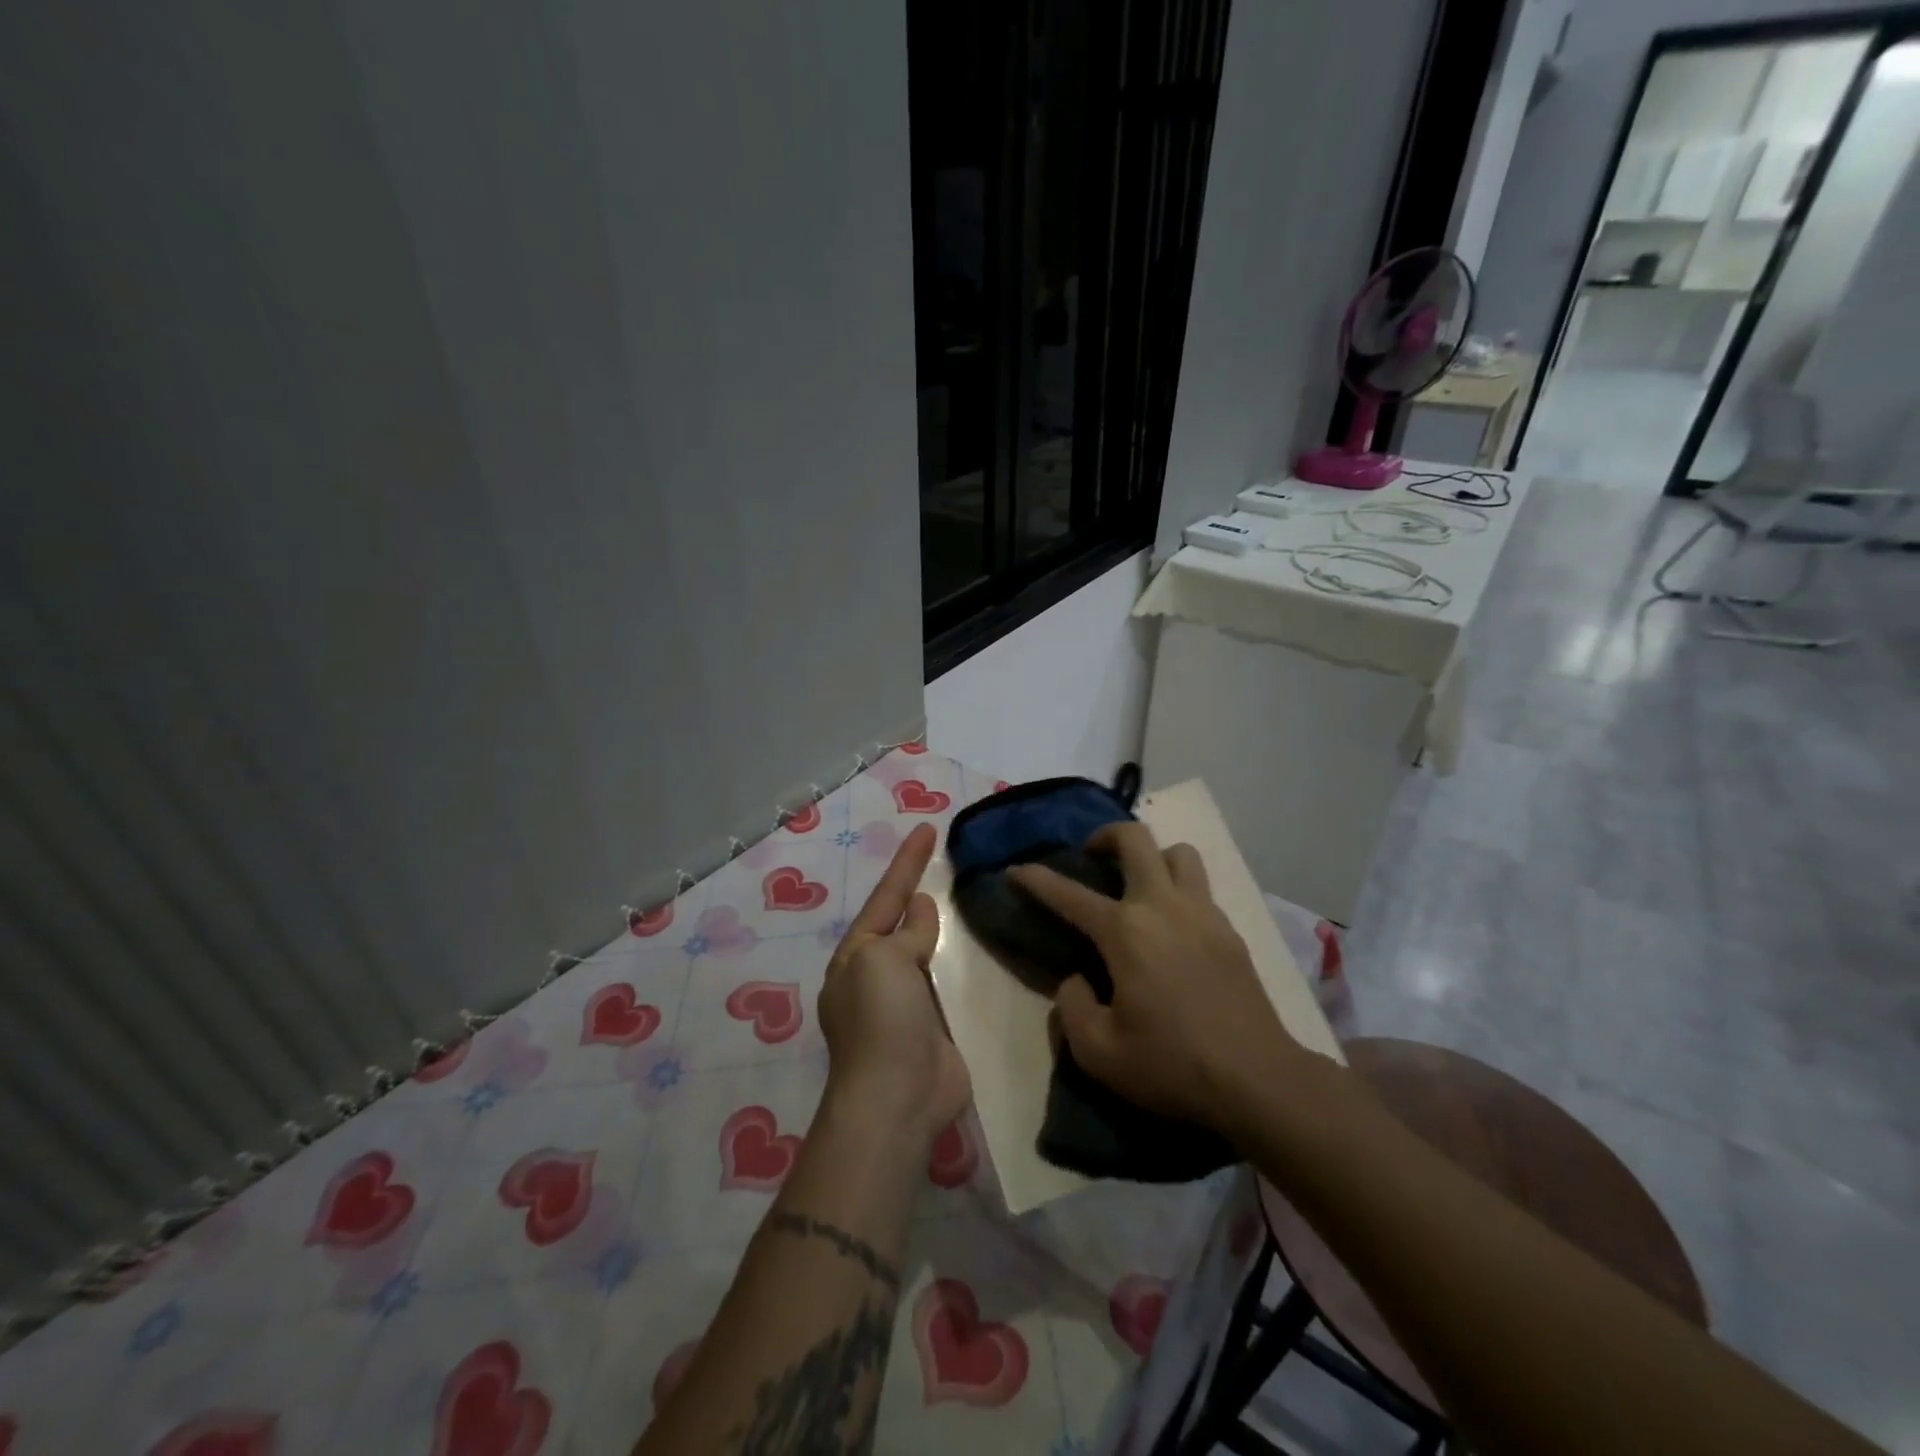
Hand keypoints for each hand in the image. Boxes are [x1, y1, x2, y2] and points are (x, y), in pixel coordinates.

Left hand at [818, 822, 971, 1147]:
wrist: (898, 1097)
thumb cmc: (882, 1019)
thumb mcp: (883, 959)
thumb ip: (907, 932)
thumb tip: (920, 908)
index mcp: (856, 955)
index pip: (886, 896)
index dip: (906, 862)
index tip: (927, 827)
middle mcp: (877, 976)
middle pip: (903, 923)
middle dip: (918, 893)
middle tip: (946, 861)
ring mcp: (906, 1004)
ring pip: (927, 952)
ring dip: (940, 929)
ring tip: (965, 897)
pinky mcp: (935, 1027)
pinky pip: (948, 984)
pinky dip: (959, 965)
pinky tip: (978, 950)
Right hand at [1010, 822, 1296, 1135]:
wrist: (1258, 1080)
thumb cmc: (1172, 1065)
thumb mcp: (1099, 1052)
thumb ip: (1071, 1007)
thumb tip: (1076, 979)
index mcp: (1125, 932)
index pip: (1068, 894)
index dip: (1035, 879)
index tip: (1016, 870)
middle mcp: (1162, 906)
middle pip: (1135, 838)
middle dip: (1105, 836)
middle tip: (1092, 856)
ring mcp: (1202, 913)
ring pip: (1178, 853)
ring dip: (1152, 856)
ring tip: (1138, 884)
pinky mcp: (1230, 931)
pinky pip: (1200, 886)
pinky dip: (1179, 888)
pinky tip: (1172, 925)